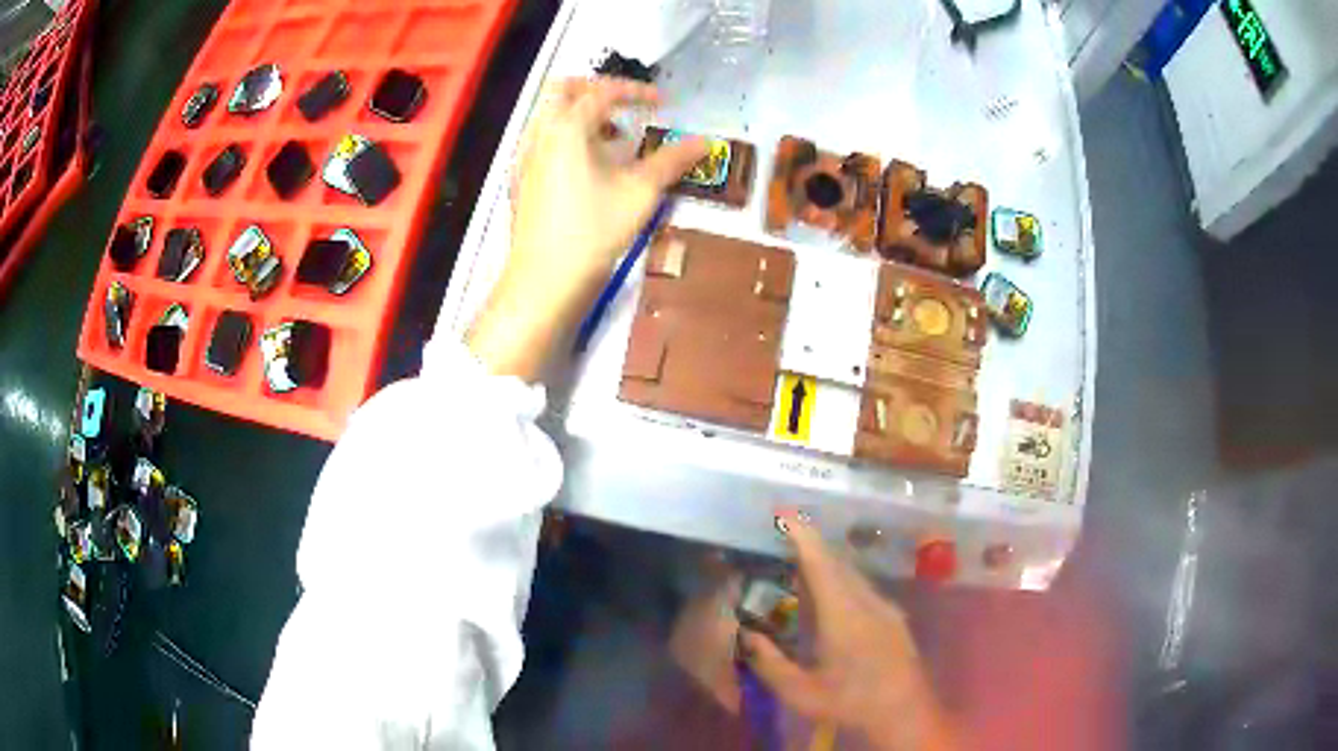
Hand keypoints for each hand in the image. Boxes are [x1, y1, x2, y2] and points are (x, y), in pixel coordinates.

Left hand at [467, 77, 706, 380]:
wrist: (543, 281)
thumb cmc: (594, 231)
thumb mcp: (640, 193)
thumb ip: (672, 161)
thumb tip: (705, 142)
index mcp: (567, 128)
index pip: (602, 92)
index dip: (636, 91)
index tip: (662, 103)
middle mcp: (540, 135)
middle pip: (563, 91)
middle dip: (596, 90)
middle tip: (626, 105)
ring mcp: (525, 159)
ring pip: (550, 117)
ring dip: (582, 116)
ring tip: (614, 140)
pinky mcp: (520, 182)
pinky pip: (543, 142)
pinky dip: (568, 139)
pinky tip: (589, 170)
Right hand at [740, 512, 955, 750]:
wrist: (906, 712)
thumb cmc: (850, 702)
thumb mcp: (800, 692)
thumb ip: (770, 663)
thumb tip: (747, 636)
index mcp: (842, 615)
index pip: (820, 563)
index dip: (801, 534)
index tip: (783, 511)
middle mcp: (867, 602)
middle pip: (837, 563)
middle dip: (810, 547)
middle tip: (783, 541)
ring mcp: (885, 608)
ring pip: (852, 575)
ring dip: (827, 566)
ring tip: (801, 573)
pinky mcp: (895, 618)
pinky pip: (863, 589)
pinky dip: (842, 583)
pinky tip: (831, 605)